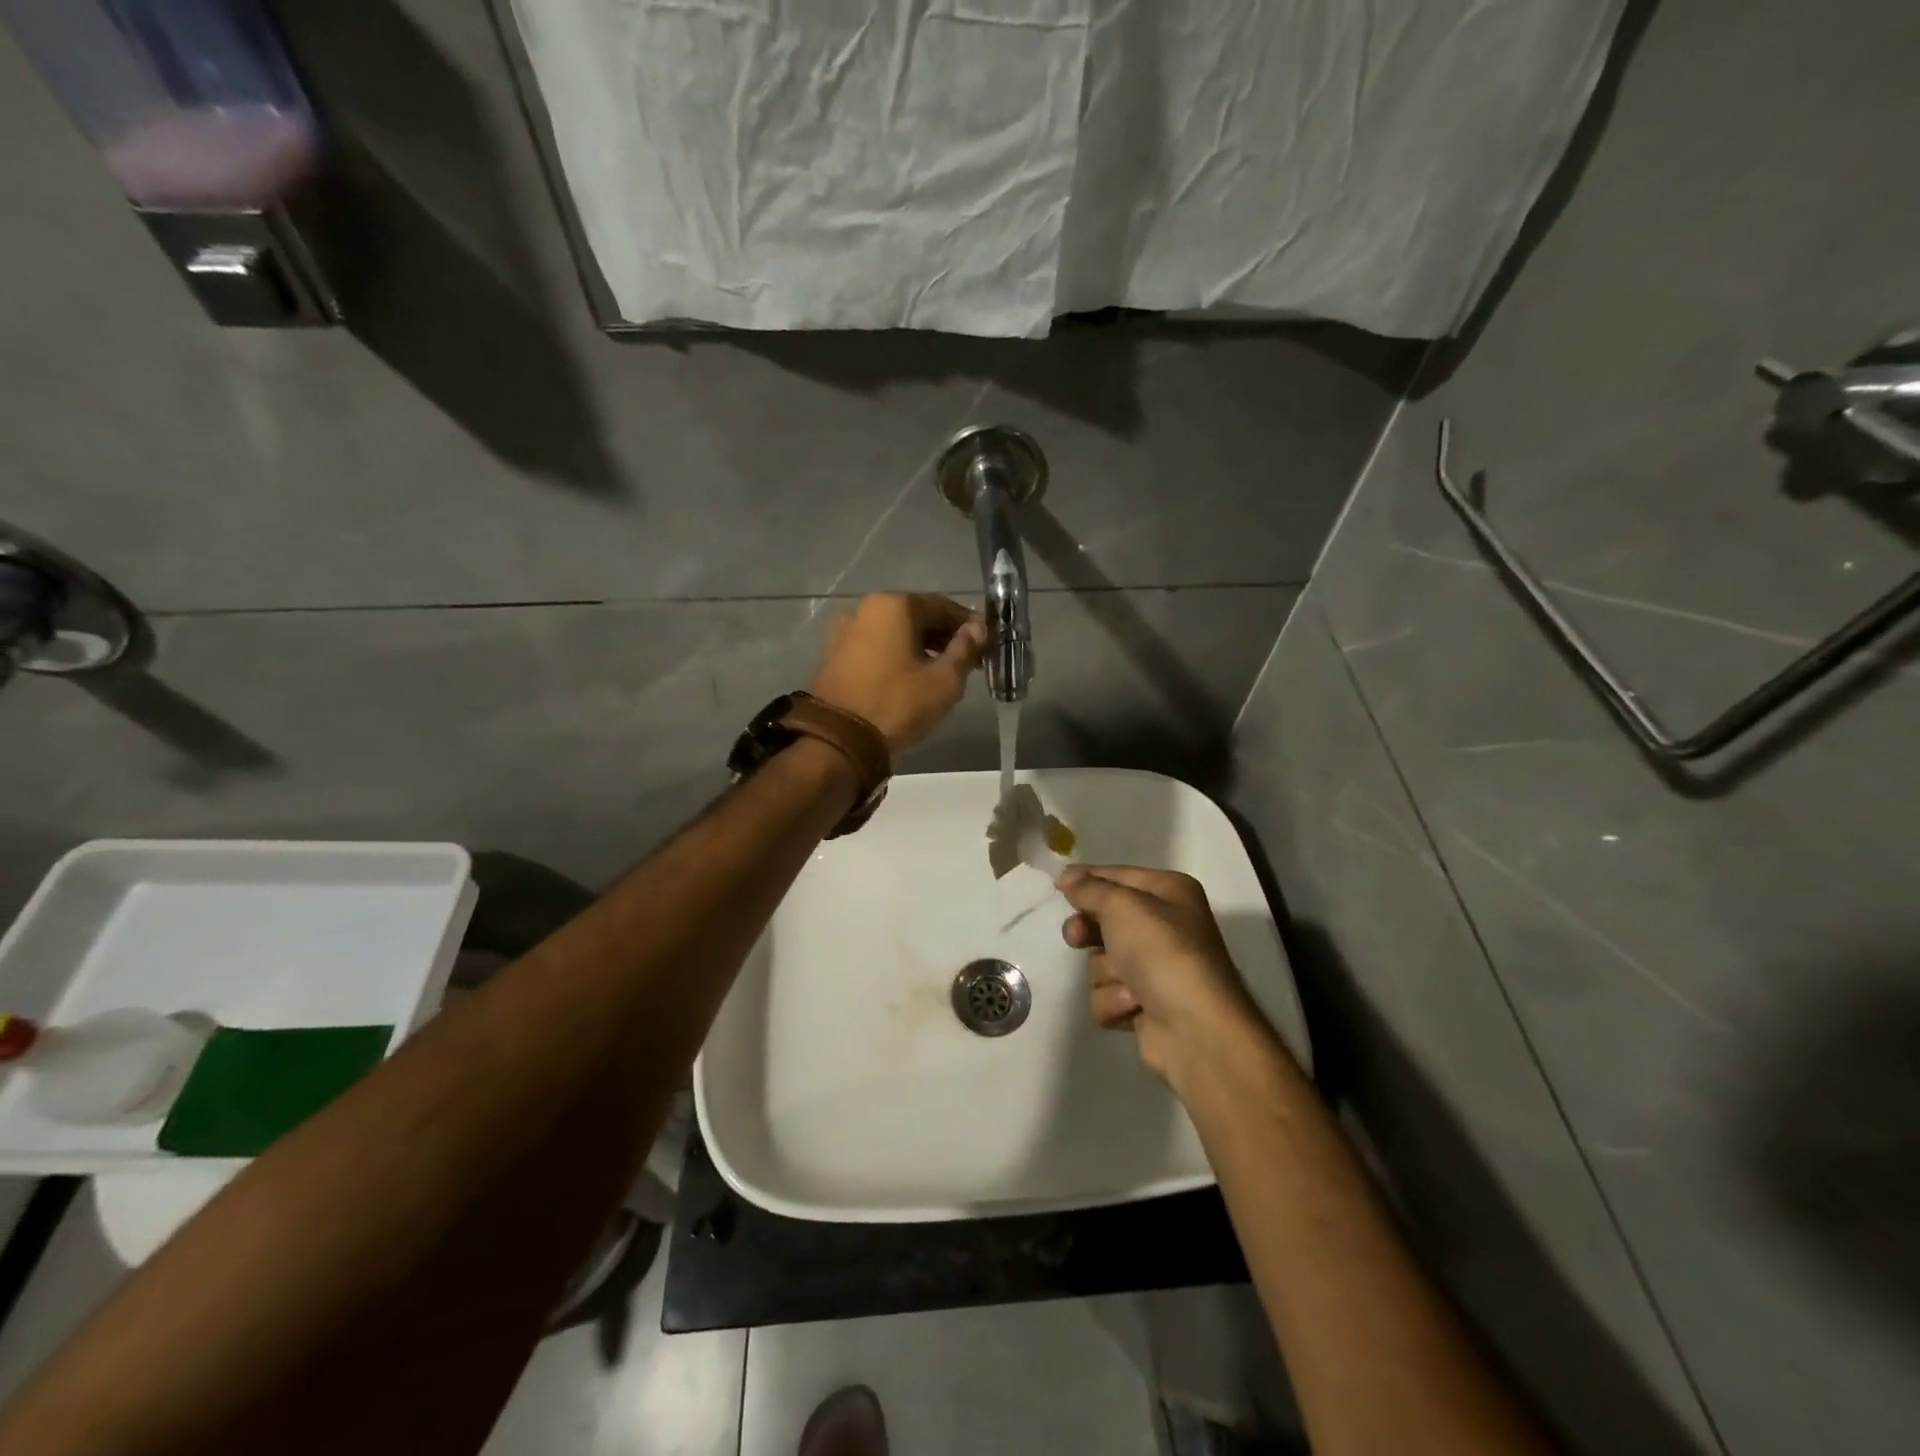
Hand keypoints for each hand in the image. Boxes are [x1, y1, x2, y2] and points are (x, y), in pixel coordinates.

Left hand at [811, 593, 985, 753]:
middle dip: (943, 636)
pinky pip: (876, 646)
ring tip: (941, 671)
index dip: (968, 624)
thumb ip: (965, 649)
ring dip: (920, 646)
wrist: (840, 739)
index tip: (986, 643)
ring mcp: (845, 631)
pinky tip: (911, 677)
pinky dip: (896, 655)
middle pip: (916, 616)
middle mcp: (865, 608)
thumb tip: (977, 629)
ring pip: (895, 632)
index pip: (942, 606)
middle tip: (967, 659)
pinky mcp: (834, 654)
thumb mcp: (944, 681)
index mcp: (894, 605)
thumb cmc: (898, 704)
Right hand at [1058, 866, 1266, 1088]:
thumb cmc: (1162, 952)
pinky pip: (1109, 993)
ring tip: (1128, 984)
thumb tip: (1067, 877)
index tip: (1058, 888)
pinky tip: (1135, 1006)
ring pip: (1103, 960)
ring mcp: (1156, 968)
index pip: (1117, 876)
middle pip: (1106, 919)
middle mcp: (1165, 926)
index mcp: (1169, 892)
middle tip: (1076, 938)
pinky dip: (1115, 1000)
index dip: (1087, 880)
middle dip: (1089, 932)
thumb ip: (1090, 889)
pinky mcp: (1145, 1004)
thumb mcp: (1122, 906)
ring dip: (1107, 973)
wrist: (1195, 1028)